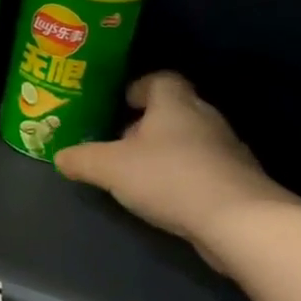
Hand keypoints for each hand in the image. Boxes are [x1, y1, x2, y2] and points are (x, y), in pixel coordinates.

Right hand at [55, 73, 286, 263]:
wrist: (239, 221)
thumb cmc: (169, 177)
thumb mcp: (110, 168)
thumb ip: (82, 160)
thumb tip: (60, 157)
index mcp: (175, 104)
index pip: (161, 79)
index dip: (140, 87)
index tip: (122, 103)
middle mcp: (205, 118)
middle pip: (176, 110)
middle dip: (150, 123)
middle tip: (124, 141)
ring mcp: (228, 150)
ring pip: (192, 140)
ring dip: (170, 152)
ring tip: (143, 173)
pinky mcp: (240, 181)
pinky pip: (207, 169)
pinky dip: (188, 177)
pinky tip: (170, 198)